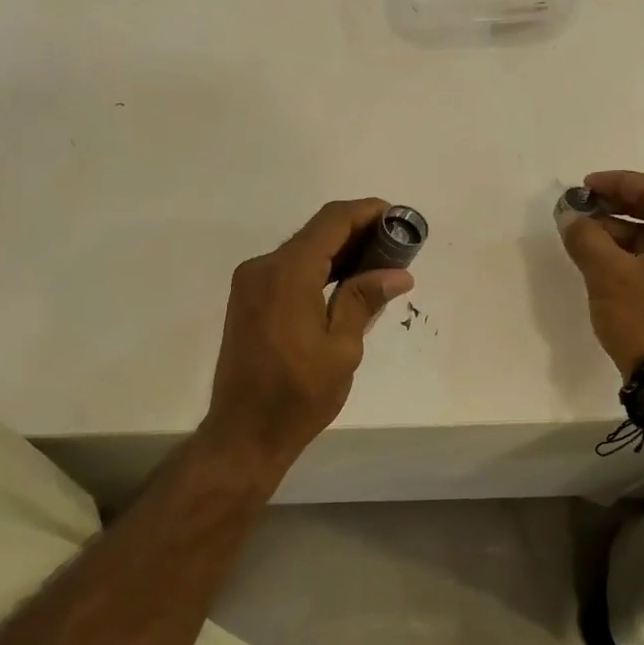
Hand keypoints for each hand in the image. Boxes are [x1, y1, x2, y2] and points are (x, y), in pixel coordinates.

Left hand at [201, 199, 413, 478]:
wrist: (244, 432)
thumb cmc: (298, 395)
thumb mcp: (341, 349)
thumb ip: (363, 300)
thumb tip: (398, 273)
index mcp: (287, 274)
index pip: (331, 222)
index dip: (367, 212)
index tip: (398, 218)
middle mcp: (262, 268)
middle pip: (315, 233)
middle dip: (357, 232)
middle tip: (397, 247)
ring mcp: (250, 284)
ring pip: (301, 251)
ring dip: (338, 252)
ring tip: (379, 265)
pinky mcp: (247, 301)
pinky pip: (287, 271)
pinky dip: (317, 270)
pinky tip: (345, 284)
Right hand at [560, 170, 643, 375]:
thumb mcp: (607, 274)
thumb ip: (586, 237)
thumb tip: (569, 216)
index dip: (615, 183)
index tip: (584, 187)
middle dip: (616, 208)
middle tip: (582, 210)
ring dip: (622, 234)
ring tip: (586, 238)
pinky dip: (634, 256)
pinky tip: (605, 262)